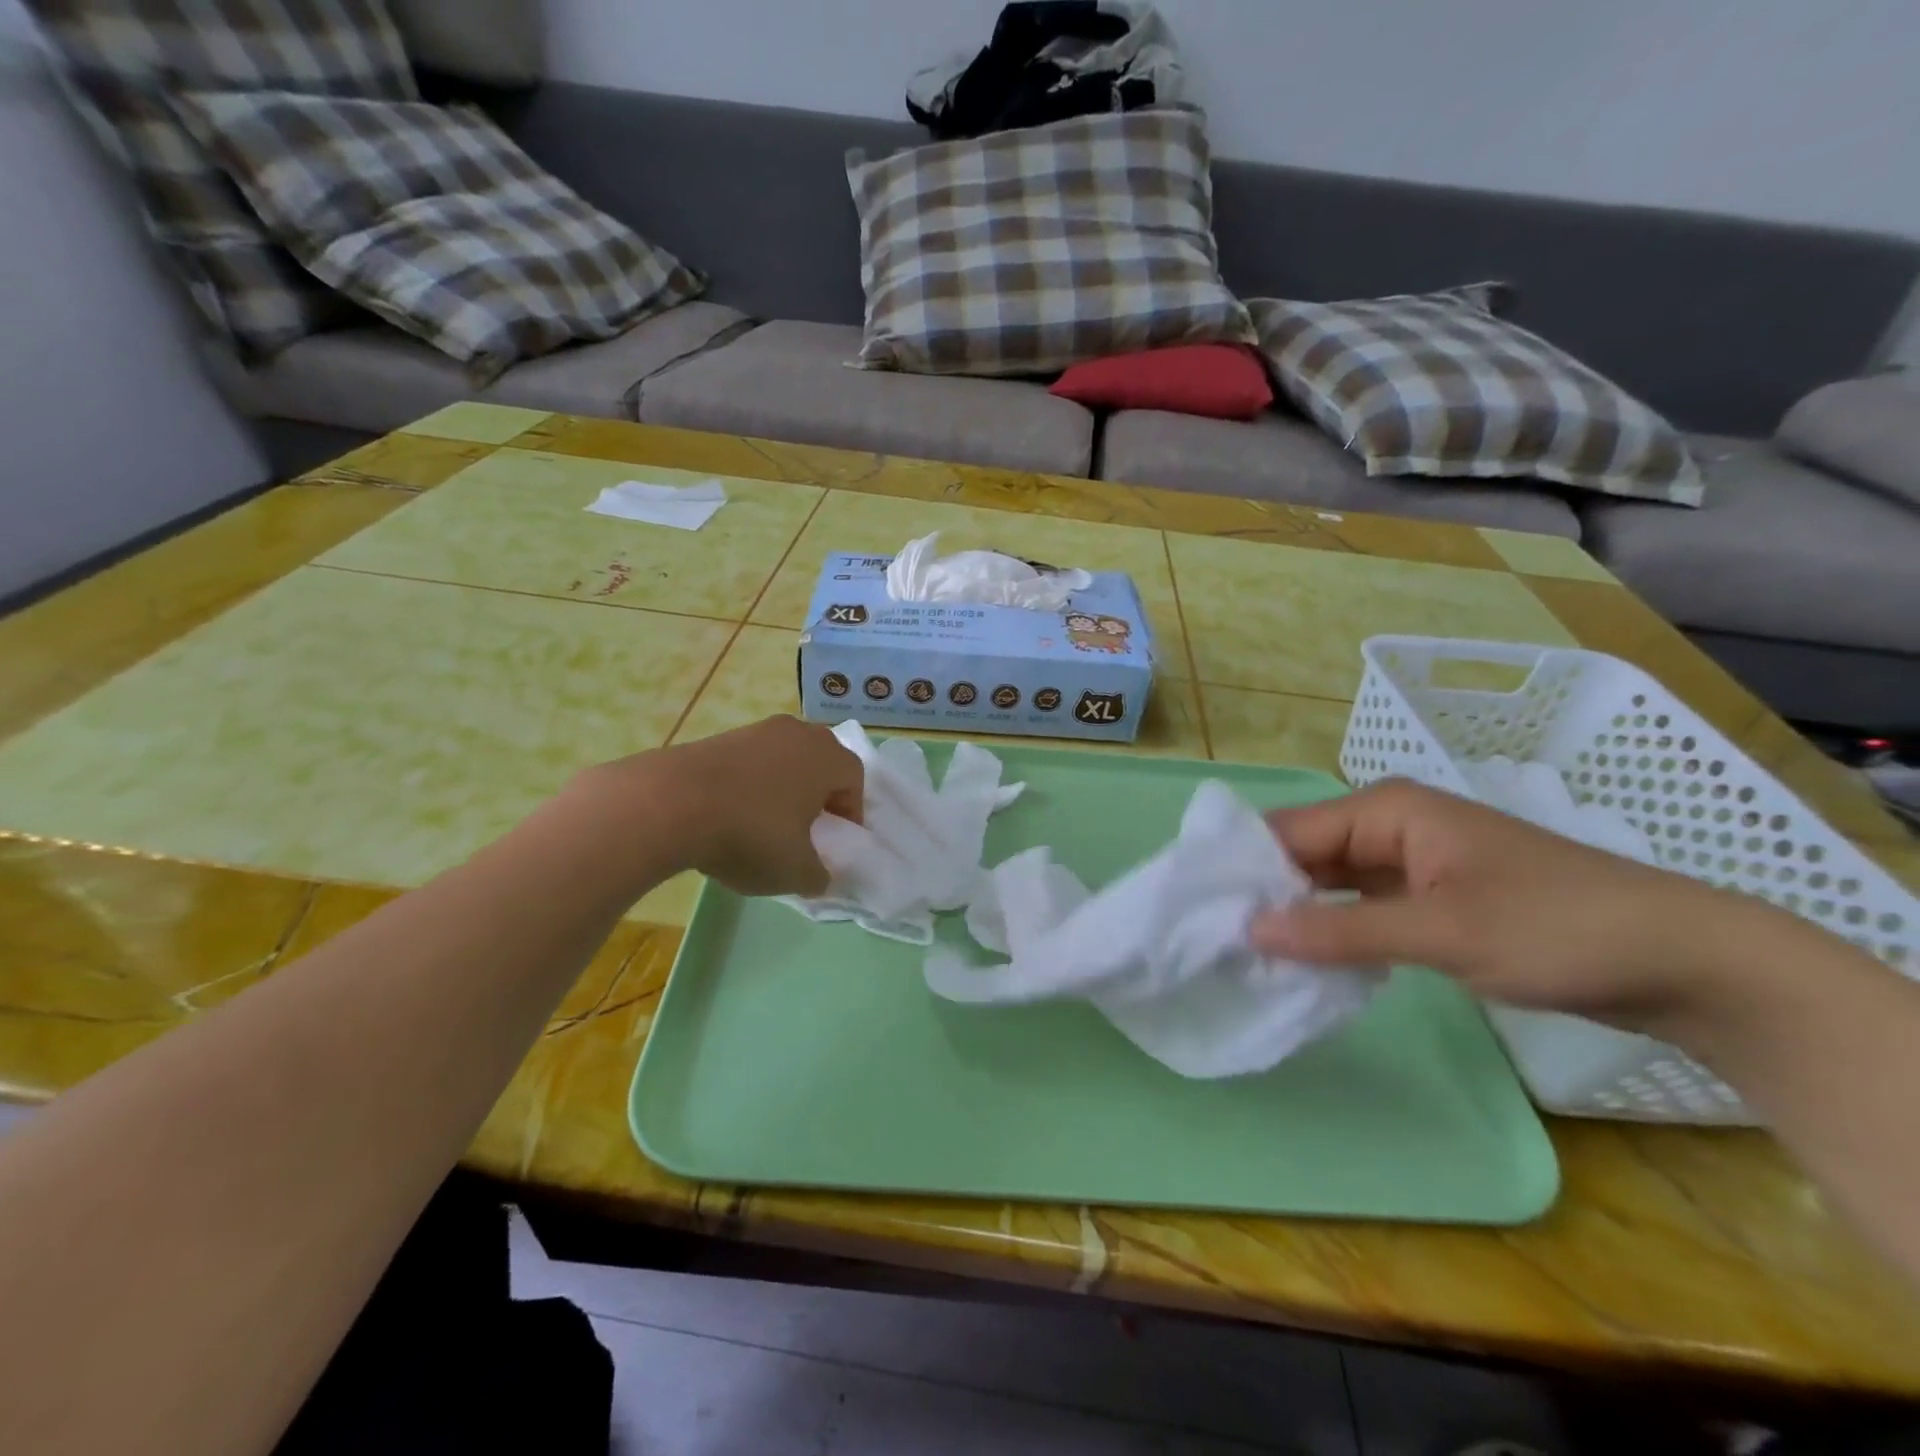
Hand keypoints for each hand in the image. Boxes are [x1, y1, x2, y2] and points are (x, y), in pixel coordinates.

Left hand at [576, 716, 862, 897]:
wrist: (669, 804)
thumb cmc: (750, 833)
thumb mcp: (795, 871)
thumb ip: (818, 876)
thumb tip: (819, 877)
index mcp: (827, 757)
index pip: (855, 780)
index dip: (851, 813)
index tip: (835, 841)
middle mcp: (797, 733)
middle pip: (821, 763)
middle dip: (819, 795)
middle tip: (806, 829)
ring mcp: (755, 730)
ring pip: (784, 760)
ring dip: (782, 789)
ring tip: (764, 825)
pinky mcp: (718, 737)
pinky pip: (750, 762)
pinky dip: (749, 785)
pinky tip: (730, 816)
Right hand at [1250, 778, 1759, 1032]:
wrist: (1685, 961)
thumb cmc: (1558, 928)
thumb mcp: (1442, 932)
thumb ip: (1340, 932)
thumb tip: (1250, 930)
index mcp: (1386, 810)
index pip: (1289, 832)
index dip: (1246, 870)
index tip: (1204, 913)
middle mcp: (1389, 826)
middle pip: (1304, 855)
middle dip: (1265, 894)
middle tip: (1217, 941)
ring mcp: (1410, 863)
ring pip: (1329, 884)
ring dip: (1297, 916)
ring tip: (1245, 954)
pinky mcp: (1429, 899)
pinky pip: (1360, 908)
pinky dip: (1333, 931)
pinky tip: (1304, 961)